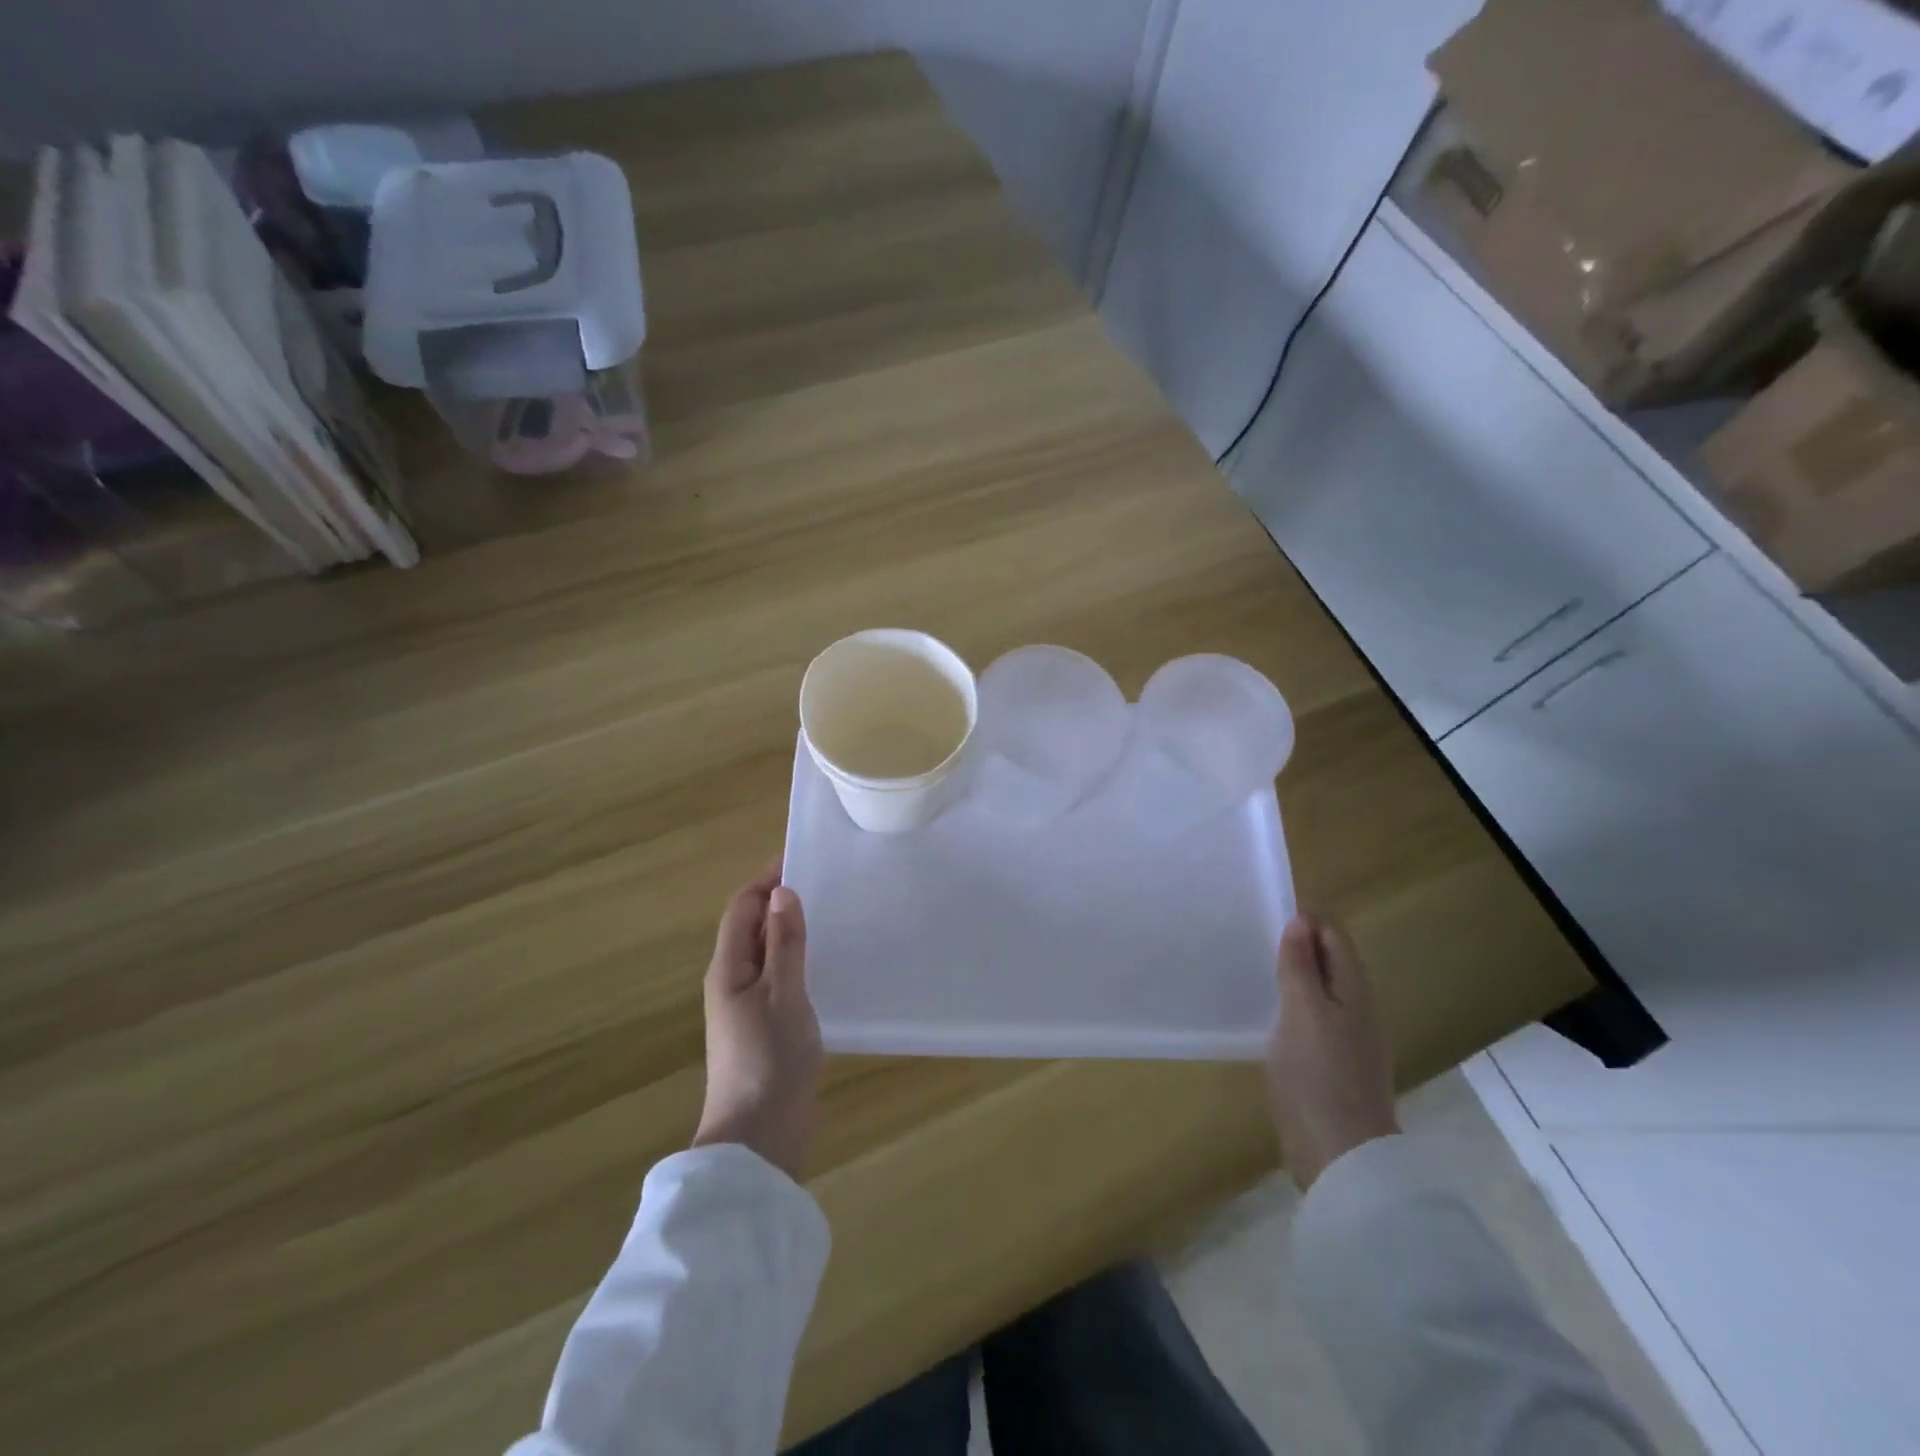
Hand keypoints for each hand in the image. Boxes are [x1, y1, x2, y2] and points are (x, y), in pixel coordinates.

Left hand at [691, 861, 822, 1179]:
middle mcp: (732, 981)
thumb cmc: (770, 1059)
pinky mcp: (764, 1027)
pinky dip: (797, 960)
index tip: (802, 860)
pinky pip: (778, 978)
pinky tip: (826, 965)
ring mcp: (747, 1007)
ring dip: (791, 931)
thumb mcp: (784, 994)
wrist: (759, 1136)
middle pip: (752, 927)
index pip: (742, 908)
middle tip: (826, 885)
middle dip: (781, 902)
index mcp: (728, 968)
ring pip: (766, 953)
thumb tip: (782, 892)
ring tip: (831, 916)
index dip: (767, 880)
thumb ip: (785, 943)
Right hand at [1264, 913, 1399, 1190]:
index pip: (1334, 935)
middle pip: (1328, 959)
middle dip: (1297, 940)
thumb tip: (1301, 920)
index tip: (1264, 903)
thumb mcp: (1304, 1013)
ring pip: (1319, 987)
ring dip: (1291, 970)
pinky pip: (1310, 1015)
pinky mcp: (1329, 1062)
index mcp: (1354, 990)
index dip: (1306, 916)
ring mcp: (1344, 1037)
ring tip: (1250, 960)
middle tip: (1249, 928)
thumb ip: (1301, 967)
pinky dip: (1289, 1001)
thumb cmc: (1320, 1077)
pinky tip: (1263, 1008)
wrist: (1341, 1158)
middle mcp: (1355, 1007)